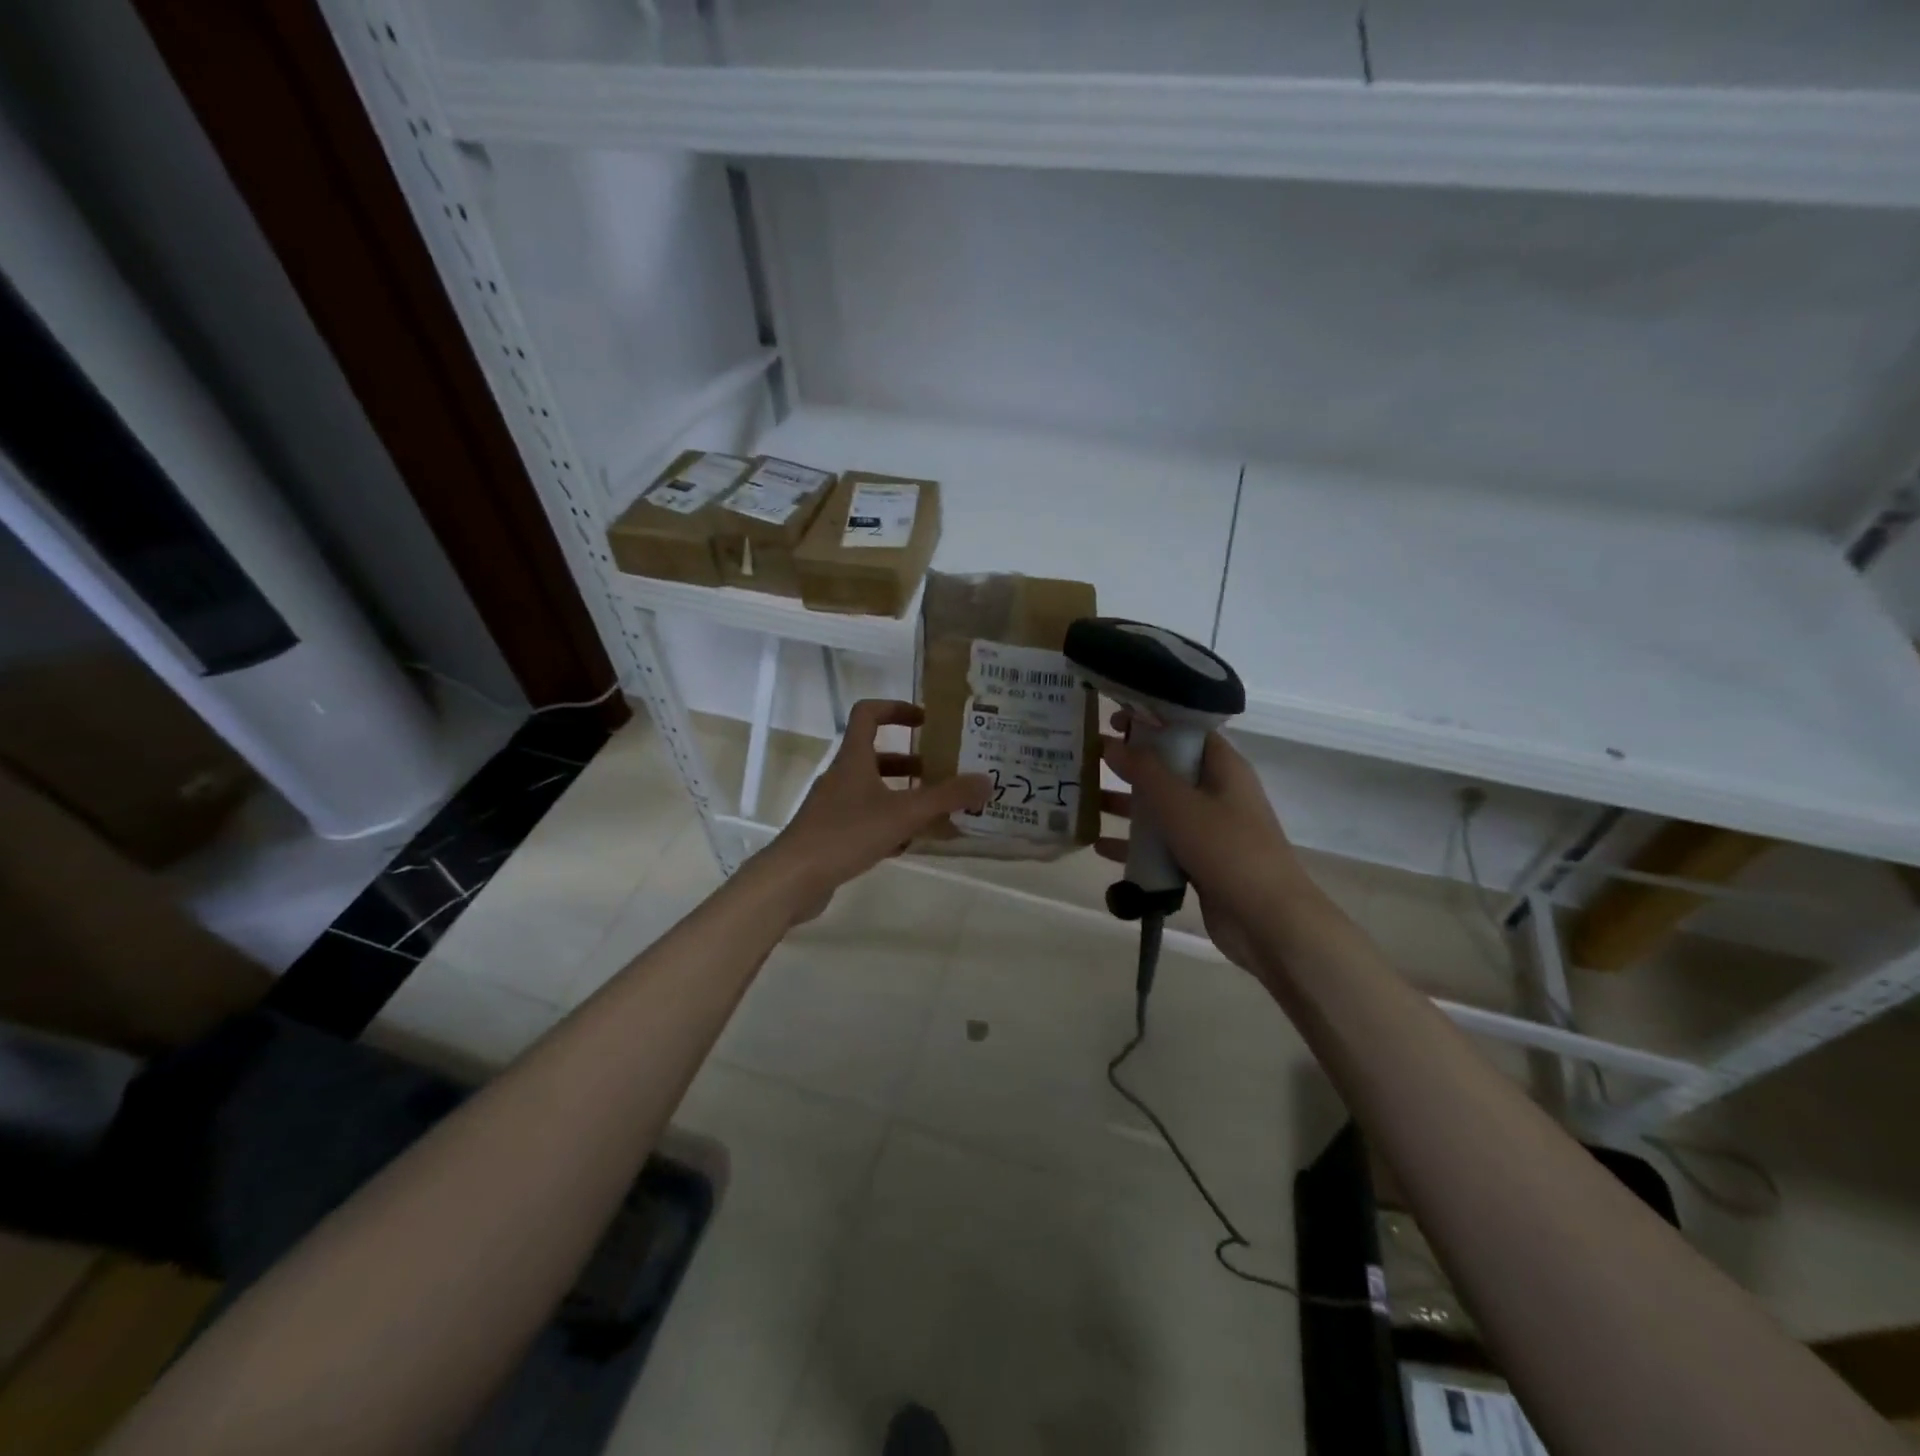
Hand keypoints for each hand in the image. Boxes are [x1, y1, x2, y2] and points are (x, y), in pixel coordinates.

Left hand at [762, 699, 989, 919]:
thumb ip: (946, 797)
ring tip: (934, 809)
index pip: (869, 714)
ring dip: (902, 794)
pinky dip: (889, 824)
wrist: (793, 878)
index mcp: (853, 758)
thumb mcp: (904, 813)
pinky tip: (909, 843)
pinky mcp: (831, 834)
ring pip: (873, 790)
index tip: (926, 720)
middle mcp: (841, 776)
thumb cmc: (846, 833)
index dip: (896, 709)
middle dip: (911, 762)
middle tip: (942, 772)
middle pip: (876, 756)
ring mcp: (833, 806)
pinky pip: (866, 819)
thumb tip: (987, 781)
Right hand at [1097, 714, 1316, 974]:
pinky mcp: (1199, 862)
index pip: (1185, 730)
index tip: (1111, 719)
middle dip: (1129, 764)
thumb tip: (1111, 745)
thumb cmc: (1227, 849)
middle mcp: (1217, 793)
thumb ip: (1144, 772)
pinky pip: (1161, 845)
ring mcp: (1208, 830)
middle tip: (1087, 758)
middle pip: (1168, 768)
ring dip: (1126, 805)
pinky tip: (1099, 847)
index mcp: (1223, 768)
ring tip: (1084, 801)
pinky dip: (1134, 844)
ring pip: (1161, 808)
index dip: (1150, 721)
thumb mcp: (1180, 804)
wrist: (1268, 921)